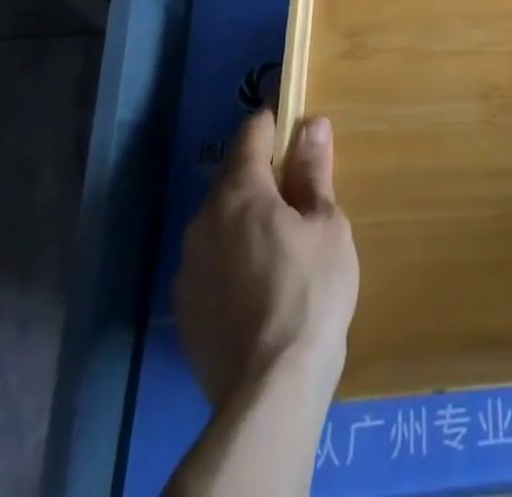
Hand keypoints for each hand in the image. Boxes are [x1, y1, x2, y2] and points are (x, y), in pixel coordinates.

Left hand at [174, 110, 359, 408]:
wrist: (269, 392)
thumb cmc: (310, 292)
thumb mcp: (326, 224)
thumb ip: (313, 171)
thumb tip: (311, 123)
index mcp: (239, 192)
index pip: (252, 132)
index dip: (276, 119)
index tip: (297, 117)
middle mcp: (203, 220)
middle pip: (234, 175)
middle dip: (264, 170)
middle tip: (301, 185)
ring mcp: (188, 266)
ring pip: (220, 219)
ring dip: (248, 214)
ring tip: (284, 236)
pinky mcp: (185, 308)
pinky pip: (212, 259)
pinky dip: (234, 253)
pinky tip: (262, 279)